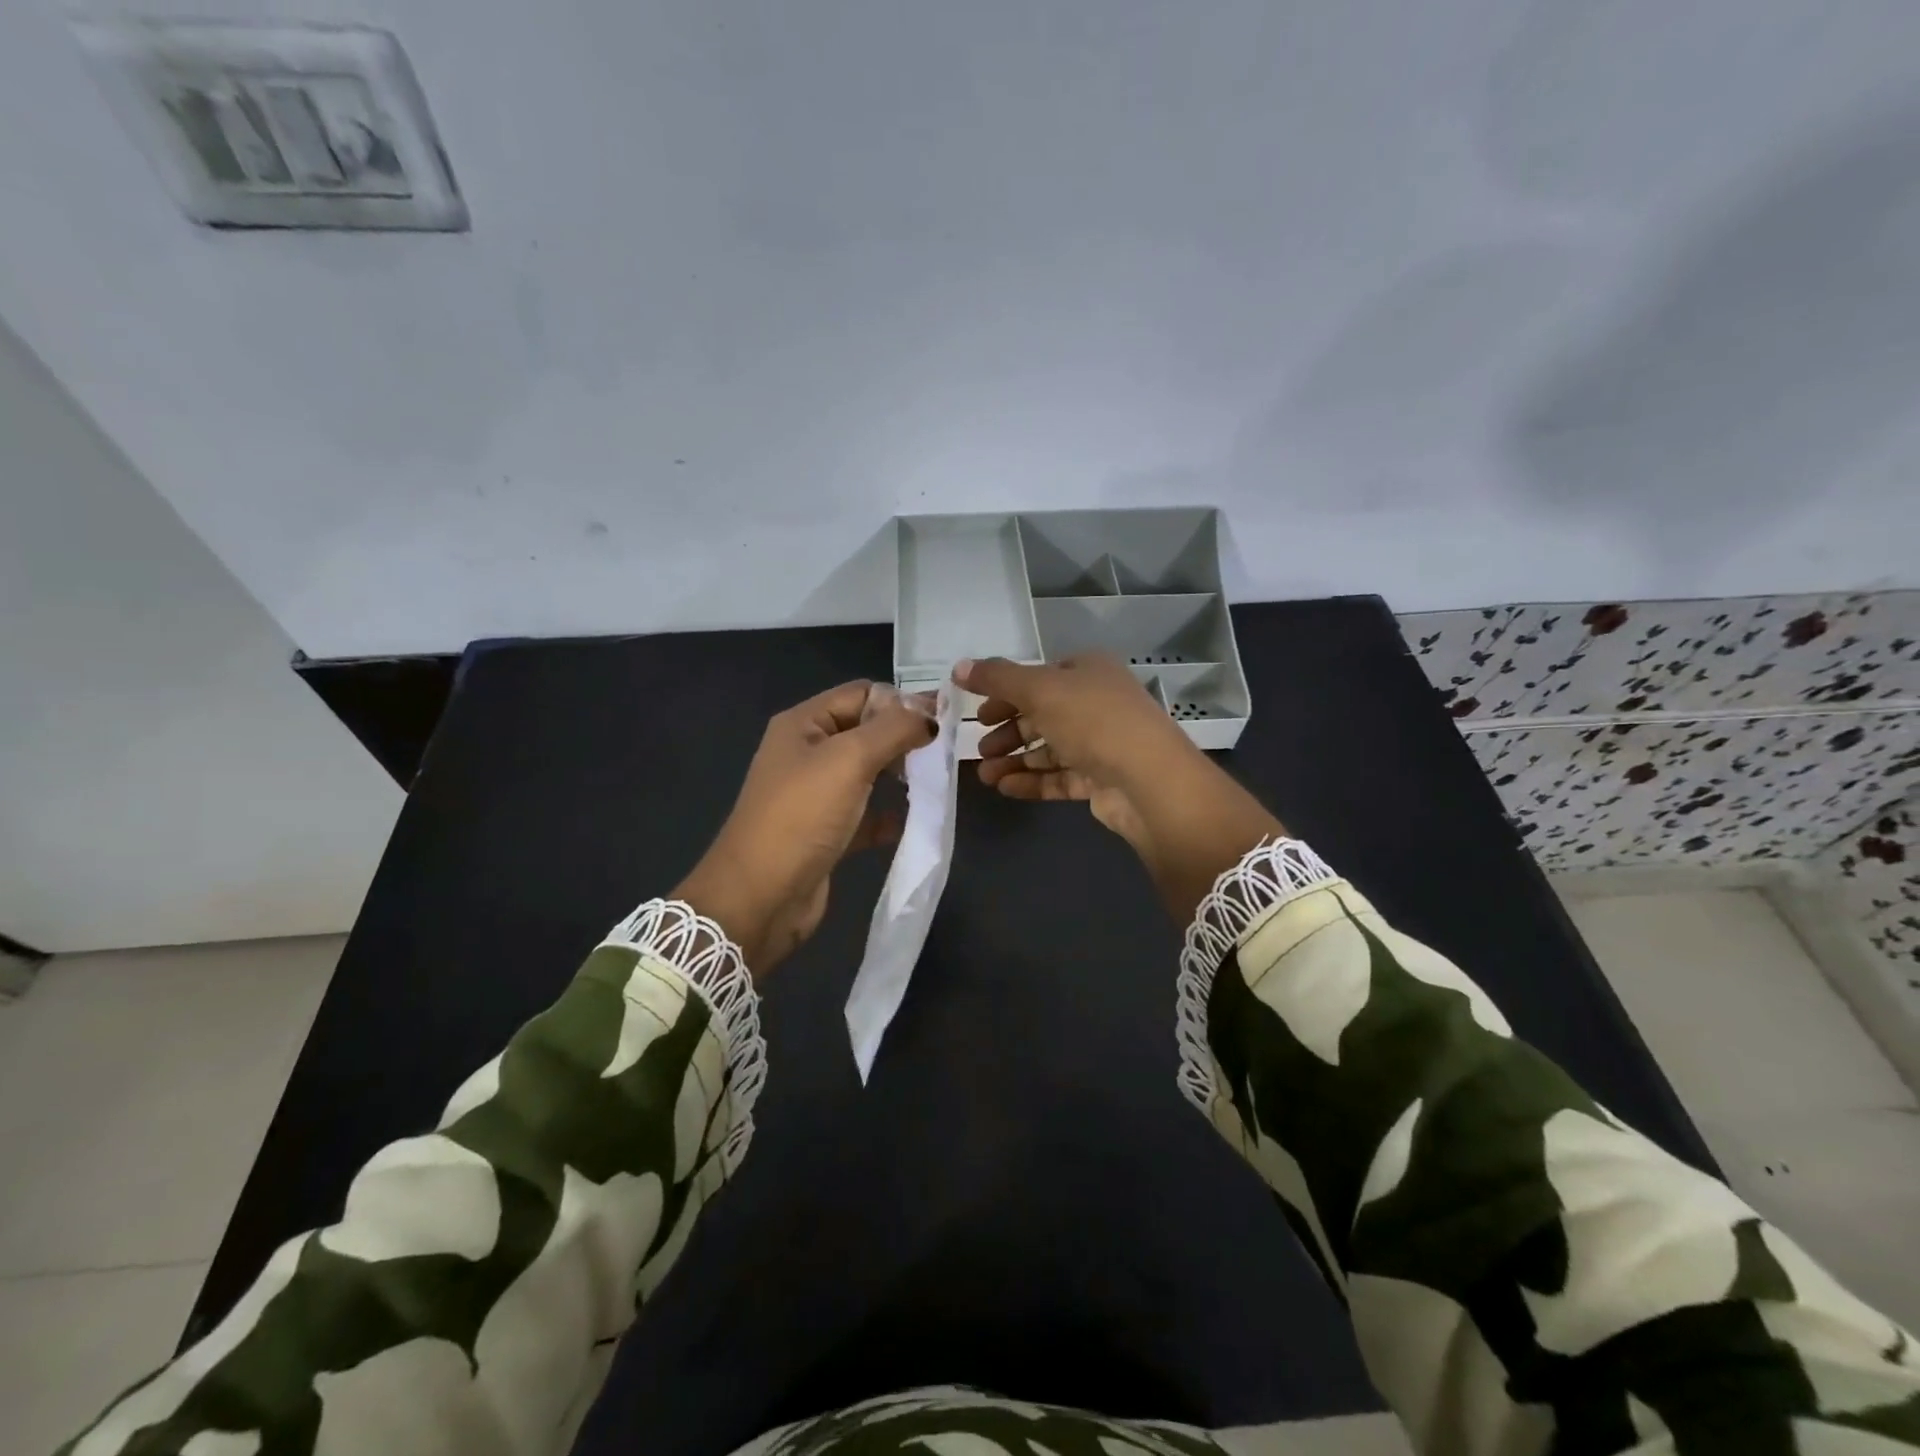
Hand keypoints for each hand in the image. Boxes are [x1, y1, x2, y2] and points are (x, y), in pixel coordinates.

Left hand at [676, 682, 935, 974]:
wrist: (760, 897)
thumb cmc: (802, 816)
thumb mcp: (849, 759)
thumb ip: (893, 729)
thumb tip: (929, 714)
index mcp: (804, 724)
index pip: (861, 693)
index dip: (901, 702)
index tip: (940, 722)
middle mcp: (807, 753)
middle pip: (866, 732)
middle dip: (904, 739)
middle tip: (940, 755)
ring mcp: (816, 795)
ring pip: (869, 773)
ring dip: (900, 777)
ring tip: (932, 785)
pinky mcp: (826, 833)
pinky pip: (865, 814)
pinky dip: (888, 816)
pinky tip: (910, 824)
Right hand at [963, 652, 1189, 859]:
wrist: (1148, 780)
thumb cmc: (1093, 721)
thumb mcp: (1039, 689)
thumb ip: (997, 678)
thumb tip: (958, 666)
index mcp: (1088, 671)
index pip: (1039, 677)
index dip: (1005, 693)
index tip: (977, 713)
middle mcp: (1096, 702)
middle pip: (1041, 714)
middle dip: (1007, 732)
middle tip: (981, 749)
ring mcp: (1102, 743)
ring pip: (1049, 748)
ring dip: (1015, 760)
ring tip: (985, 775)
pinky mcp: (1102, 779)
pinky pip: (1060, 777)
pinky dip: (1032, 781)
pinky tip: (1005, 788)